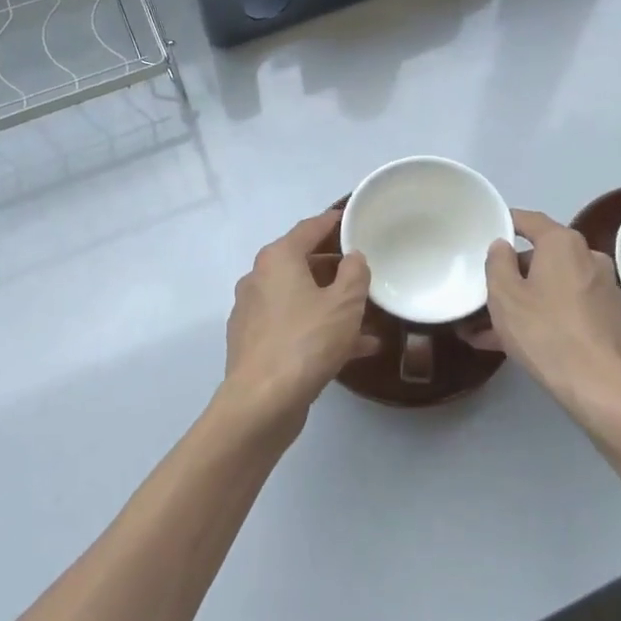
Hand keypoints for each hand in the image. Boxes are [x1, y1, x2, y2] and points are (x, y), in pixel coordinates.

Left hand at [218, 209, 375, 441]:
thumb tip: (353, 258)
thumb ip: (355, 273)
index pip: (309, 228)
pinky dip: (318, 330)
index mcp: (277, 259)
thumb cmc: (307, 341)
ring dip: (331, 305)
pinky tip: (352, 350)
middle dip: (335, 268)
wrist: (262, 402)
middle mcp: (258, 279)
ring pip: (300, 299)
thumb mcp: (345, 303)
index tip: (352, 218)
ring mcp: (252, 313)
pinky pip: (293, 326)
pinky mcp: (253, 343)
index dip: (333, 222)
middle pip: (302, 263)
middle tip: (364, 272)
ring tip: (368, 319)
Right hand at [484, 210, 620, 433]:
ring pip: (552, 286)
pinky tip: (515, 342)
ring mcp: (602, 289)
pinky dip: (542, 316)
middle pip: (541, 256)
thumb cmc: (546, 332)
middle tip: (483, 292)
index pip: (529, 220)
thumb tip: (503, 245)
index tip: (486, 229)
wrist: (602, 388)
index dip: (506, 222)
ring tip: (488, 328)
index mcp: (563, 243)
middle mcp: (588, 257)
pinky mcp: (608, 318)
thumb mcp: (504, 296)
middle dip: (511, 273)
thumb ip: (497, 263)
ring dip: (523, 300)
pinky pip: (565, 307)